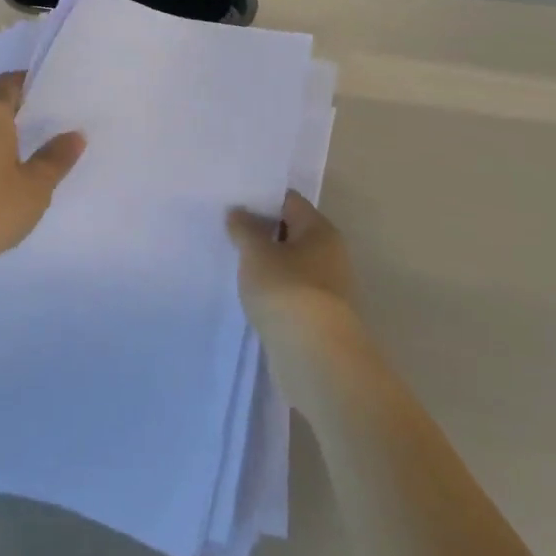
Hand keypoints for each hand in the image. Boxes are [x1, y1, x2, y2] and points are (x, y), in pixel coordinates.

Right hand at [228, 192, 363, 364]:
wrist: (314, 356)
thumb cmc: (286, 290)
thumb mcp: (256, 252)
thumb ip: (244, 228)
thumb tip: (239, 211)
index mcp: (320, 230)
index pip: (289, 201)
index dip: (261, 198)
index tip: (233, 201)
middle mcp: (330, 254)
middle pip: (291, 232)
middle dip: (261, 231)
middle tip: (226, 229)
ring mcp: (326, 287)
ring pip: (289, 264)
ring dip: (266, 263)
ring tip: (232, 261)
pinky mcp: (317, 316)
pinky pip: (289, 291)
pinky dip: (271, 289)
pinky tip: (249, 293)